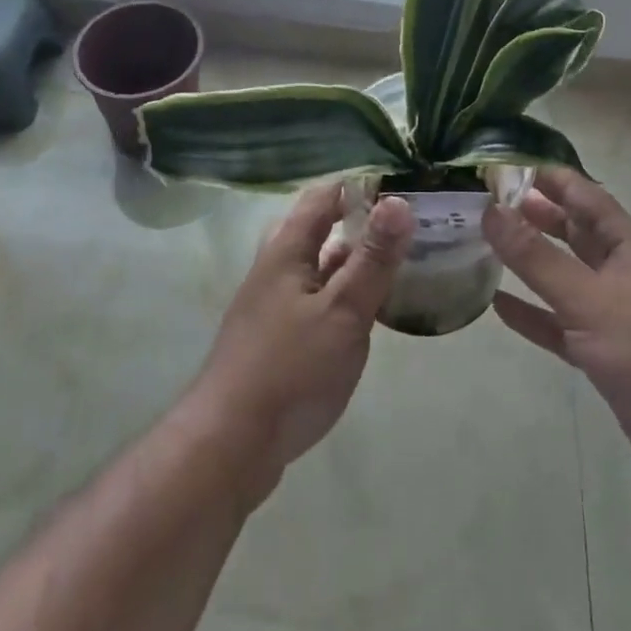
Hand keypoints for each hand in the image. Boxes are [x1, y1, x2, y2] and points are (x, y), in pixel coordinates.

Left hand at [182, 182, 412, 504]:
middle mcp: (275, 268)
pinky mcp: (274, 339)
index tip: (401, 187)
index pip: (323, 196)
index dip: (359, 186)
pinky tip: (362, 315)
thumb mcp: (343, 311)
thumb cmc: (291, 369)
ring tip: (392, 264)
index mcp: (287, 249)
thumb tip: (399, 201)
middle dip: (355, 222)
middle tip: (400, 227)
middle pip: (316, 229)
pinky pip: (313, 299)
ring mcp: (271, 305)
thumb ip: (373, 259)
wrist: (230, 444)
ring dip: (349, 260)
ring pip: (315, 267)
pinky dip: (339, 294)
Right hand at [483, 168, 630, 508]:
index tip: (502, 165)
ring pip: (562, 277)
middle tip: (485, 202)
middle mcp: (619, 272)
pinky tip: (498, 305)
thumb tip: (490, 211)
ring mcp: (612, 315)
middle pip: (571, 232)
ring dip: (528, 262)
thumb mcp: (592, 300)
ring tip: (485, 244)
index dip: (547, 178)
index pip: (583, 196)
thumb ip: (538, 258)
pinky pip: (558, 325)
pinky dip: (532, 314)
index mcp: (627, 246)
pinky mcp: (603, 354)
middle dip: (533, 215)